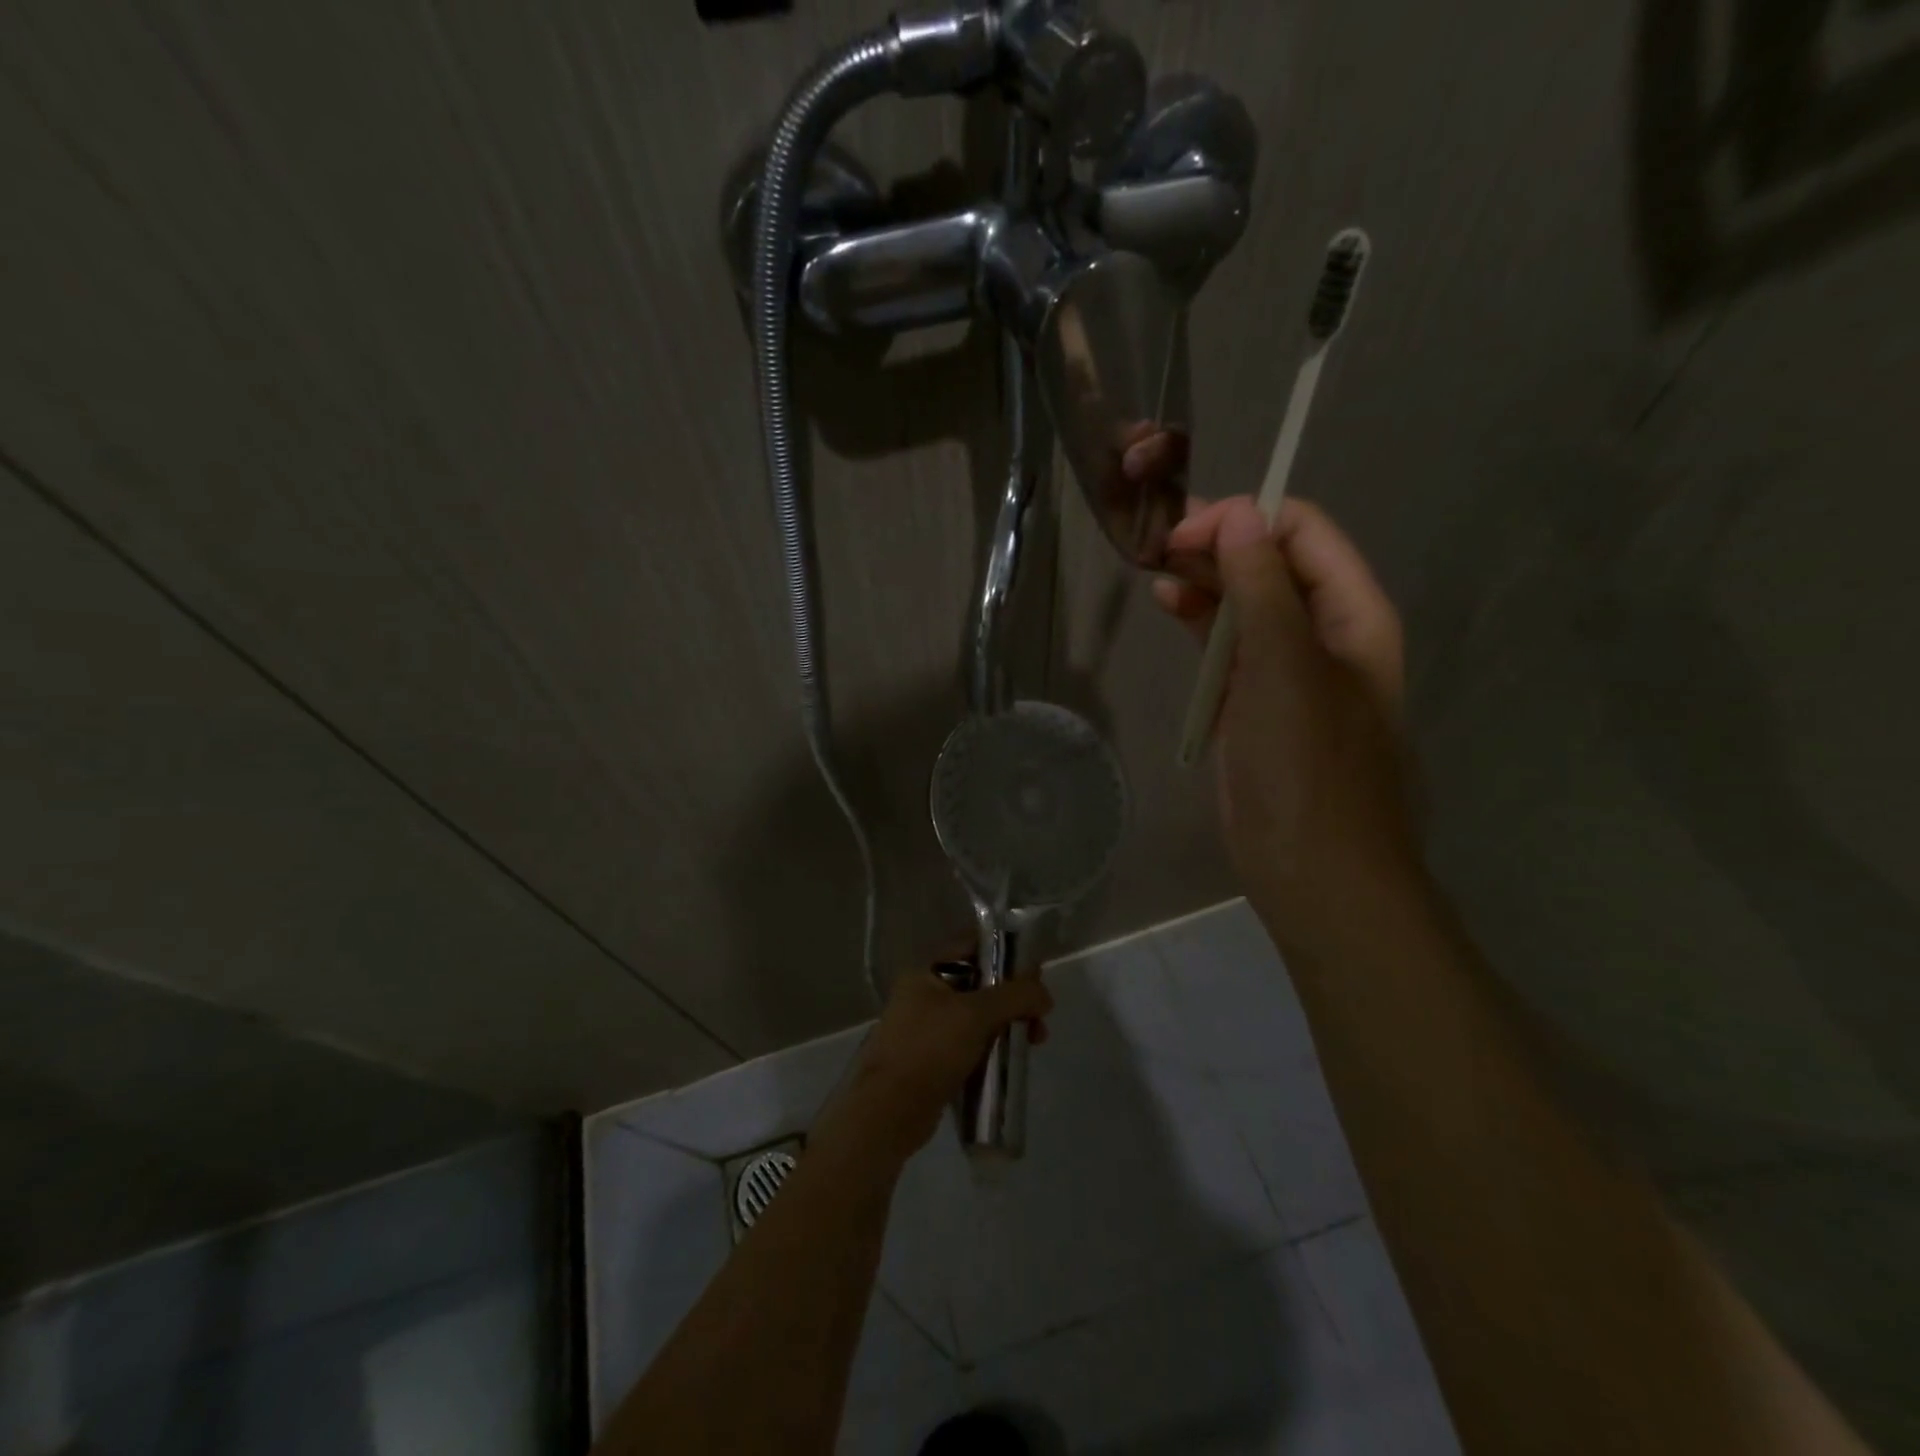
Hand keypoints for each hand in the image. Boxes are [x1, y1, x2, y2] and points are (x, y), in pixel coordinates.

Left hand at [818, 967, 1052, 1166]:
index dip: (1005, 951)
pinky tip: (1012, 1060)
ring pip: (978, 1016)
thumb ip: (1014, 996)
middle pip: (980, 983)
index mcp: (926, 972)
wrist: (888, 1112)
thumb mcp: (975, 1014)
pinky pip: (972, 1044)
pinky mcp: (934, 1061)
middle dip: (1014, 996)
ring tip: (1034, 1042)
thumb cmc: (929, 1050)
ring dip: (1008, 1024)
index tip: (1035, 970)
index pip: (971, 945)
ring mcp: (928, 1029)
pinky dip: (993, 1048)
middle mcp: (925, 995)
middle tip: (1040, 1015)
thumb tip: (1044, 994)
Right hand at [1153, 496, 1418, 949]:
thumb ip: (1263, 588)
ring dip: (1205, 580)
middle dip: (1219, 544)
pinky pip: (1229, 647)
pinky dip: (1200, 623)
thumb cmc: (1307, 766)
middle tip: (1157, 542)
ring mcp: (1287, 670)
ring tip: (1155, 567)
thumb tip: (1240, 514)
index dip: (1247, 519)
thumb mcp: (1285, 667)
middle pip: (1271, 564)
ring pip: (1246, 604)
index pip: (1304, 533)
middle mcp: (1324, 632)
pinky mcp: (1254, 702)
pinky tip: (1169, 607)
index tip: (1187, 531)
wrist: (1313, 869)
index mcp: (1353, 614)